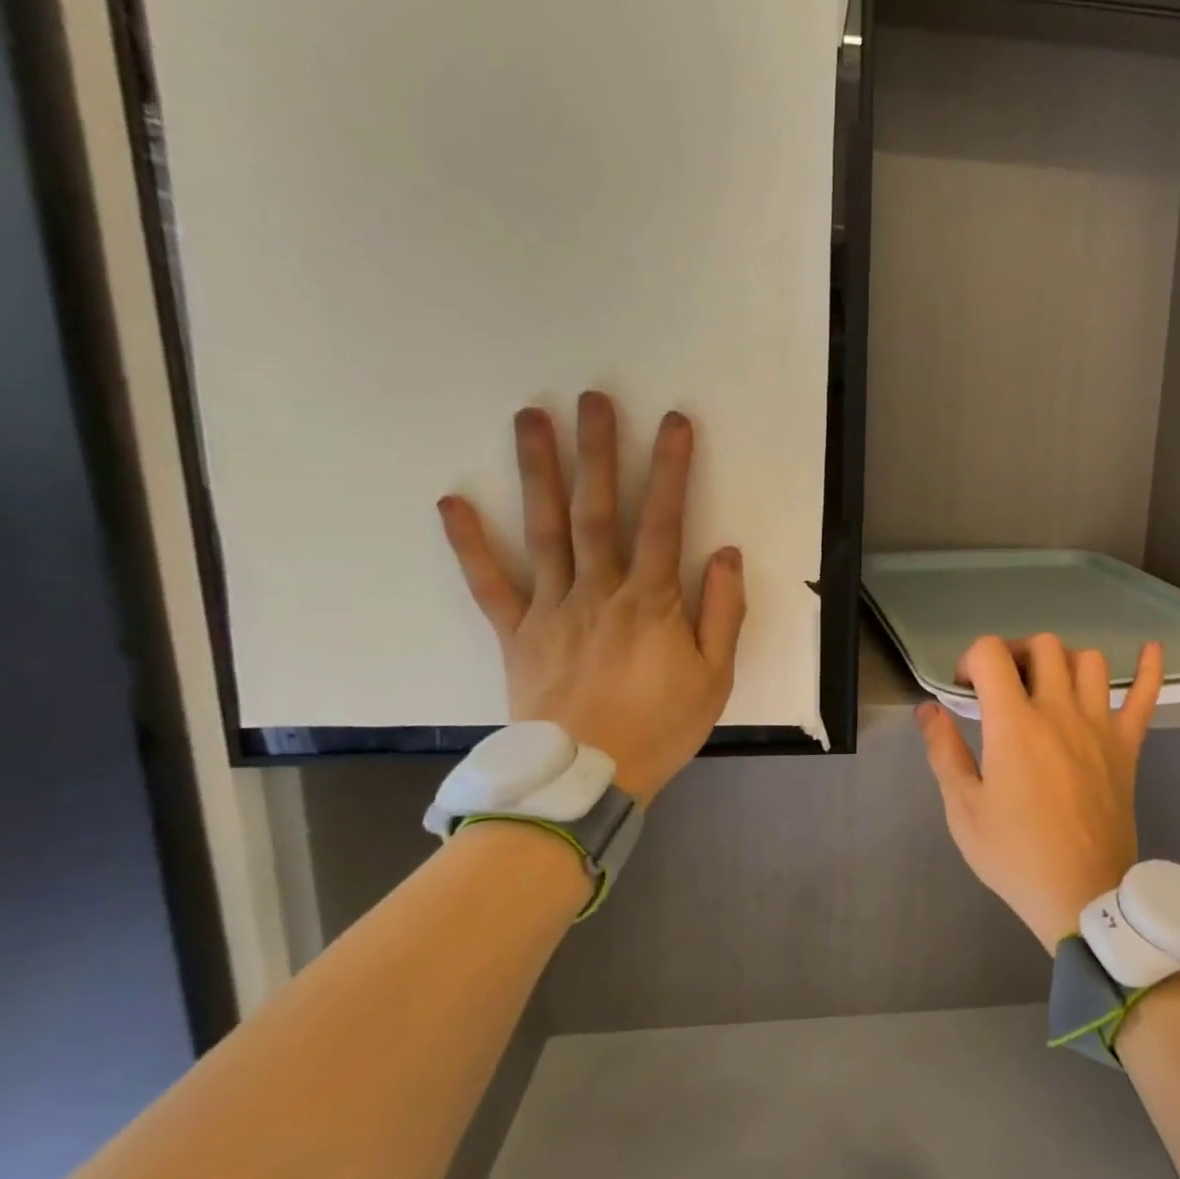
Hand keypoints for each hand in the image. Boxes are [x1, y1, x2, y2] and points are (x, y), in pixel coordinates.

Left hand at [437, 392, 746, 802]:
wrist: (585, 781)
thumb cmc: (660, 727)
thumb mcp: (715, 677)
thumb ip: (723, 612)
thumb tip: (726, 553)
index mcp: (651, 602)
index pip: (664, 522)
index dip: (670, 469)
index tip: (674, 423)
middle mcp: (599, 592)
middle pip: (597, 511)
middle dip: (598, 450)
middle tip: (592, 397)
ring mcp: (552, 609)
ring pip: (544, 532)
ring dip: (537, 472)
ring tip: (530, 419)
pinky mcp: (517, 633)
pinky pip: (490, 585)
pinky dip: (470, 544)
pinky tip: (453, 503)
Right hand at [918, 634, 1164, 948]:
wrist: (1083, 896)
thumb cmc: (1015, 855)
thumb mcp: (963, 808)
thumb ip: (944, 751)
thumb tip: (928, 708)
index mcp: (1014, 724)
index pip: (991, 653)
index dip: (971, 659)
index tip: (965, 689)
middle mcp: (1059, 711)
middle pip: (1042, 647)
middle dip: (1015, 653)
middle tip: (1003, 685)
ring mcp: (1099, 725)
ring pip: (1088, 660)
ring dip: (1063, 661)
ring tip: (1049, 684)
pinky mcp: (1127, 745)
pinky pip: (1145, 696)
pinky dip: (1149, 668)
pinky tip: (1149, 648)